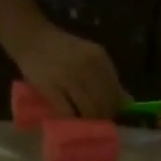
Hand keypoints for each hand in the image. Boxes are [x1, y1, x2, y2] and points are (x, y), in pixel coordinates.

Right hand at [9, 23, 126, 118]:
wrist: (31, 38)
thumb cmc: (63, 50)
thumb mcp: (90, 58)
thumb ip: (108, 79)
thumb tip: (128, 102)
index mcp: (99, 59)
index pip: (115, 94)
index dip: (113, 109)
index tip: (107, 114)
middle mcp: (86, 67)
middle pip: (103, 105)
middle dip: (101, 118)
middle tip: (94, 122)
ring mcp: (68, 78)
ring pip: (88, 112)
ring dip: (87, 122)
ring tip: (82, 122)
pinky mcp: (51, 88)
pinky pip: (68, 113)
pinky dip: (71, 121)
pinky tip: (70, 120)